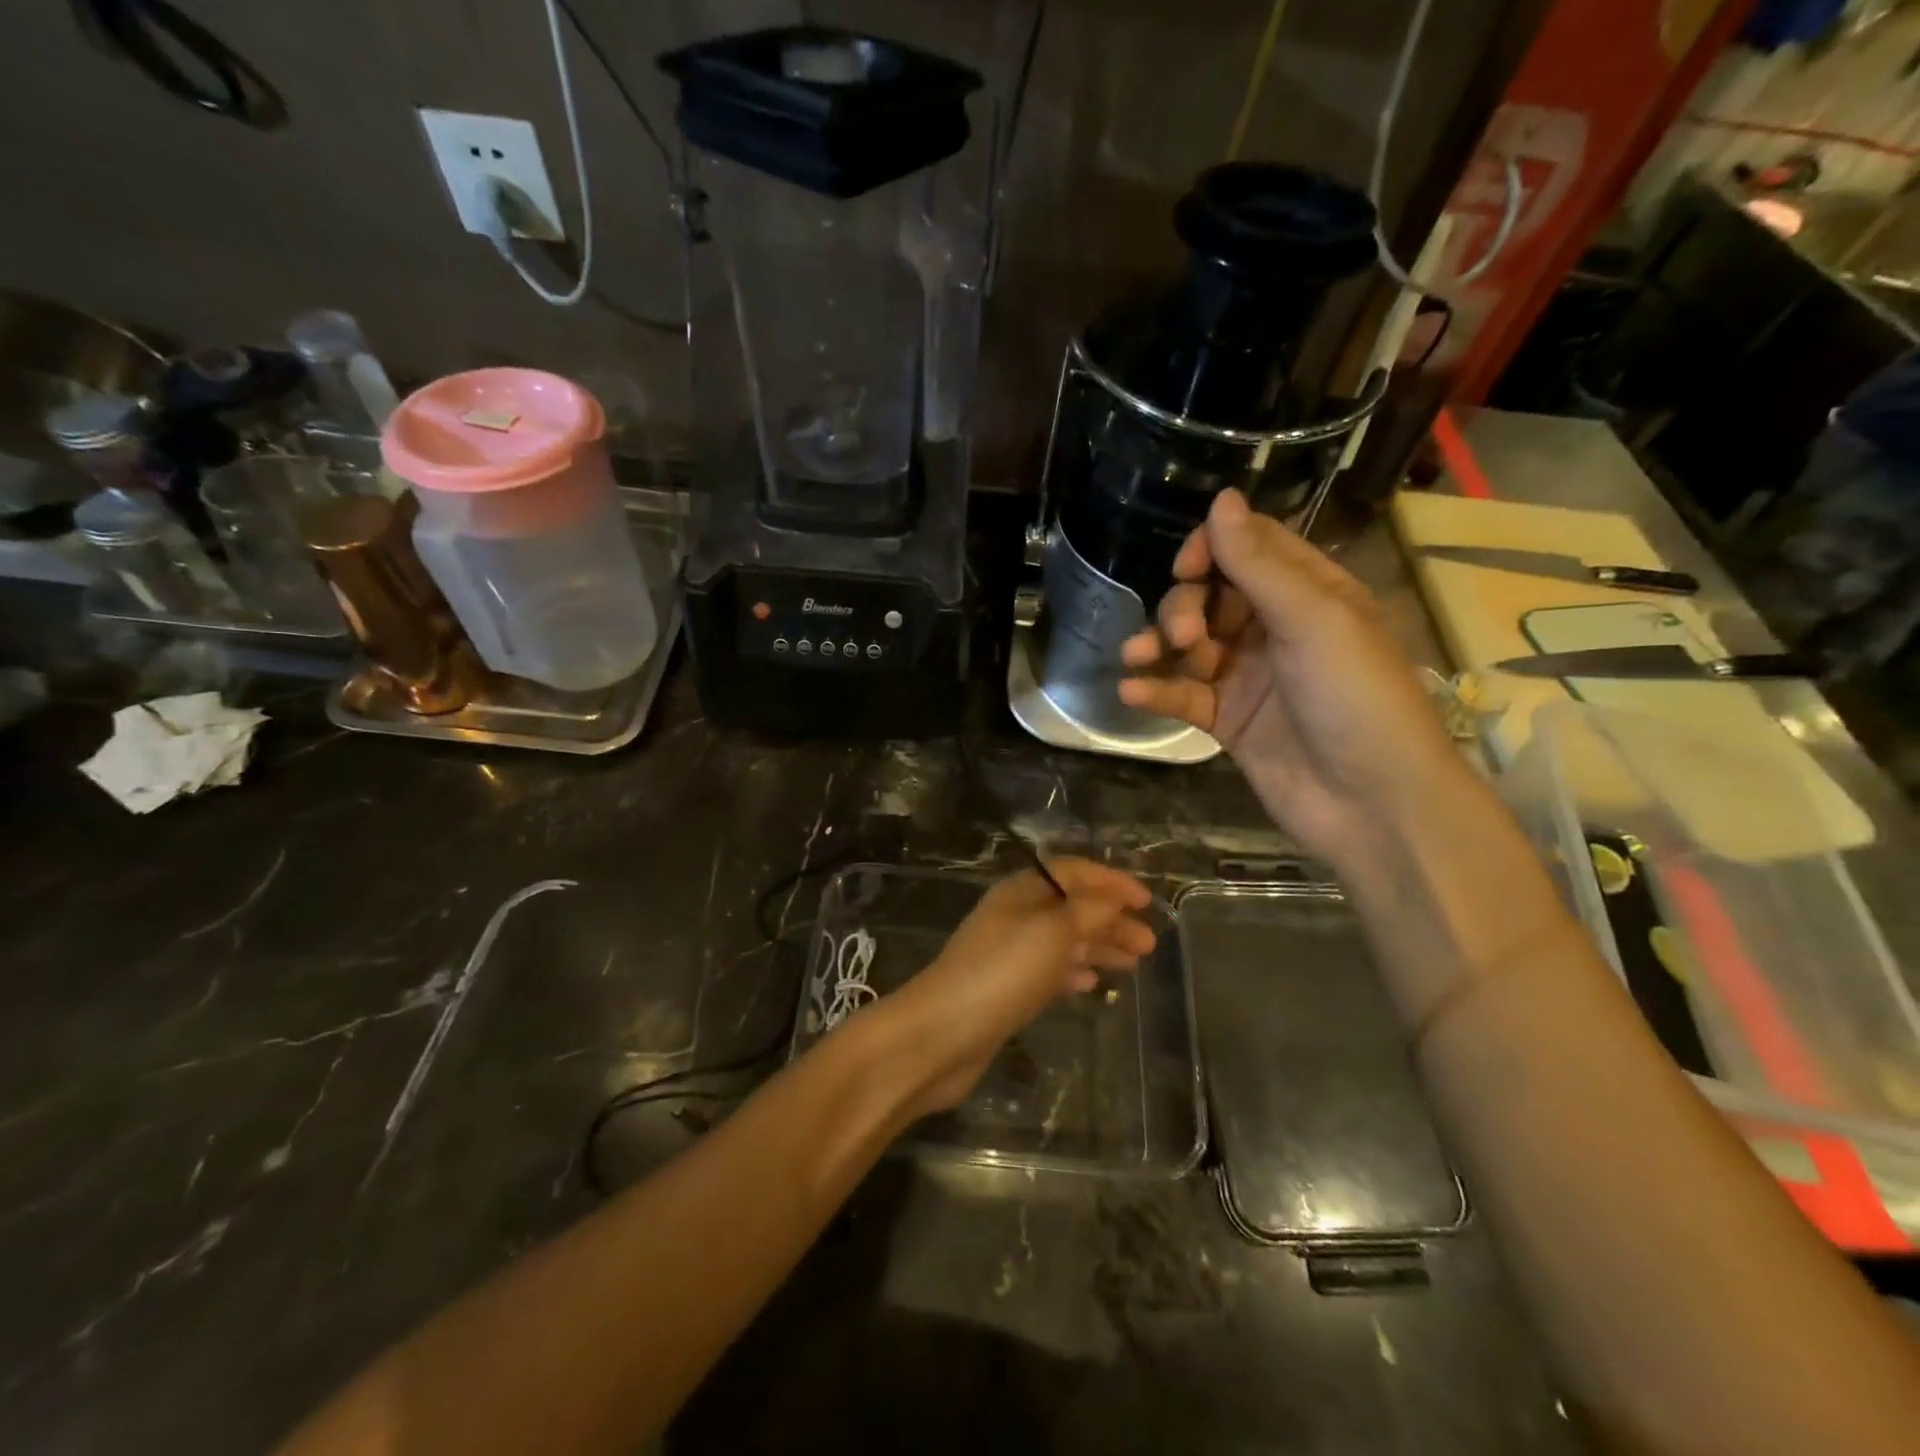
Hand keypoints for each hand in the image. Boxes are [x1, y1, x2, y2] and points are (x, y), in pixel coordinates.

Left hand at [886, 859, 1155, 1114]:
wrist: (942, 1034)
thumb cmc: (1001, 973)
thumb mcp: (1051, 932)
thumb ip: (1088, 912)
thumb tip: (1113, 899)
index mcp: (1021, 892)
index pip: (1072, 873)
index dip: (1110, 881)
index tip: (1146, 901)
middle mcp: (1015, 917)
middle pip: (1071, 908)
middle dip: (1111, 920)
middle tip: (1149, 943)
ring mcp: (1009, 955)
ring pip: (1064, 941)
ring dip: (1098, 946)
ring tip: (1133, 963)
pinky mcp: (1007, 990)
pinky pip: (1049, 972)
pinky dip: (1074, 972)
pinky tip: (1093, 983)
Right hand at [1118, 489, 1465, 869]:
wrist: (1372, 804)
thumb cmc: (1356, 698)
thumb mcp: (1313, 619)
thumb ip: (1259, 564)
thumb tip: (1220, 498)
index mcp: (1309, 593)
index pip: (1248, 548)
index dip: (1210, 549)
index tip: (1185, 568)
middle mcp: (1276, 628)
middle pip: (1210, 595)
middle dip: (1184, 607)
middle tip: (1184, 636)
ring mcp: (1249, 676)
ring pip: (1188, 644)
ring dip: (1158, 644)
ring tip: (1137, 657)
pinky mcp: (1227, 720)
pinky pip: (1182, 695)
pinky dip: (1155, 691)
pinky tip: (1130, 693)